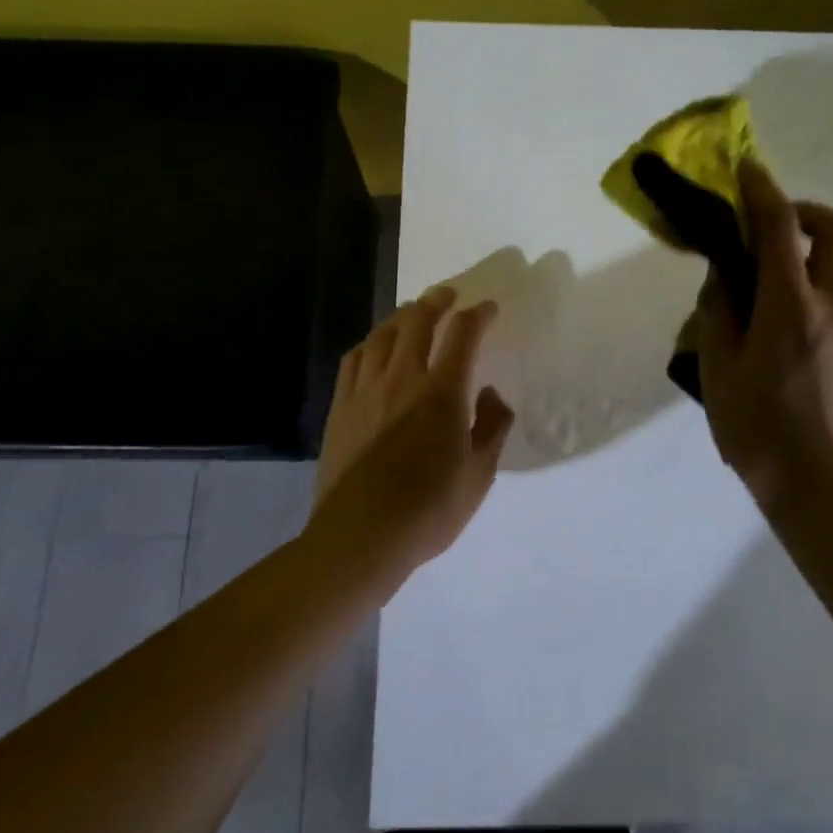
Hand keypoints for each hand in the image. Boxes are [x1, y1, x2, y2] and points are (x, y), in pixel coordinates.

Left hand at [307, 287, 515, 580]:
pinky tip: (375, 347)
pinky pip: (354, 358)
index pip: (464, 334)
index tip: (489, 310)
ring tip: (413, 313)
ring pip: (382, 334)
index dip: (479, 315)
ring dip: (402, 316)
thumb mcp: (479, 475)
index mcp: (442, 392)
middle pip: (417, 321)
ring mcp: (365, 390)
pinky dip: (371, 342)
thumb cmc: (429, 511)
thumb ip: (492, 427)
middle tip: (448, 295)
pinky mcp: (340, 406)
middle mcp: (402, 378)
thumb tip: (490, 394)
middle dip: (436, 301)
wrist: (359, 537)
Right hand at [696, 161, 832, 509]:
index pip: (778, 226)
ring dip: (832, 246)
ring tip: (805, 266)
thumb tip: (723, 274)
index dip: (761, 191)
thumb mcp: (717, 372)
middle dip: (804, 211)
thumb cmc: (758, 430)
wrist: (824, 484)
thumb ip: (718, 313)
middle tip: (777, 226)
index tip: (748, 172)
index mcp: (788, 305)